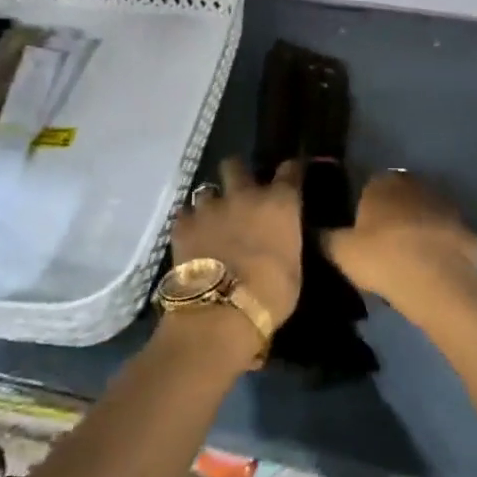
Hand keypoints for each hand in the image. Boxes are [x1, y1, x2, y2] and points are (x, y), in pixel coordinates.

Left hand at [170, 157, 302, 330]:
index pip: (290, 170)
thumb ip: (286, 241)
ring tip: (211, 219)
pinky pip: (184, 214)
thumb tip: (280, 238)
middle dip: (237, 172)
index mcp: (279, 203)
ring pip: (206, 189)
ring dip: (210, 202)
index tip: (290, 173)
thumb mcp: (293, 267)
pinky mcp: (182, 224)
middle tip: (239, 190)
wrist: (221, 312)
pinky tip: (192, 236)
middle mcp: (244, 194)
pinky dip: (189, 222)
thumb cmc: (271, 294)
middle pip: (236, 165)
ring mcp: (209, 207)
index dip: (290, 170)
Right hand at [324, 171, 476, 326]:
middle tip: (382, 245)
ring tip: (407, 259)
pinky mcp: (467, 229)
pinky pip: (447, 237)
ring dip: (418, 229)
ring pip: (426, 214)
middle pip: (400, 197)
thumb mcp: (341, 252)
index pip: (370, 185)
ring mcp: (446, 206)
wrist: (436, 282)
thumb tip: (311, 230)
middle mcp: (416, 185)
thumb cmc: (382, 258)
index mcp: (383, 184)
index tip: (361, 230)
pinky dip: (440, 248)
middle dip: (393, 215)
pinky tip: (432, 269)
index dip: (365, 207)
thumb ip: (325, 238)